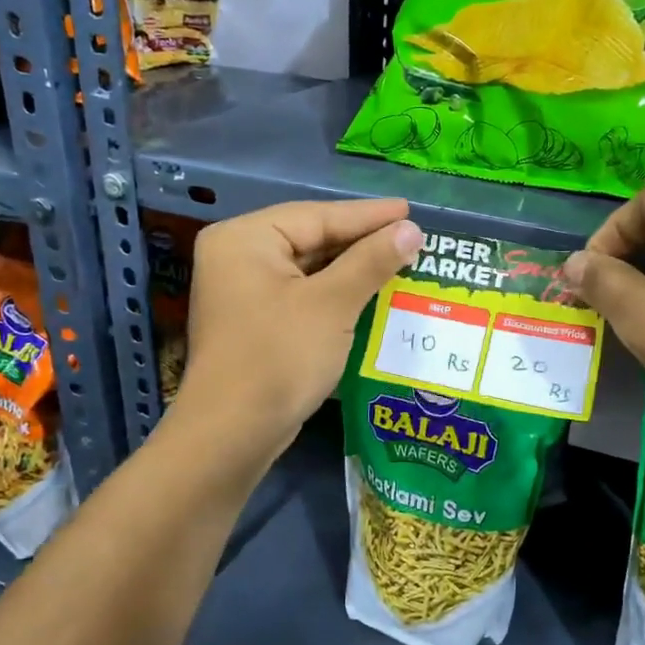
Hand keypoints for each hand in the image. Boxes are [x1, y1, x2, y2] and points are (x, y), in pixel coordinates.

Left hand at [181, 199, 421, 443]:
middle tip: (410, 237)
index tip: (410, 211)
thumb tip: (412, 230)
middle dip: (361, 242)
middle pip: (311, 238)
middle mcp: (238, 257)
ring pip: (309, 269)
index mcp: (245, 239)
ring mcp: (243, 292)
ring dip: (352, 269)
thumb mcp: (332, 304)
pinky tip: (370, 294)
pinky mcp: (255, 322)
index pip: (317, 216)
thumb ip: (371, 261)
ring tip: (399, 262)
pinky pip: (302, 294)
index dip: (368, 215)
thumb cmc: (280, 357)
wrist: (233, 434)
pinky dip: (335, 294)